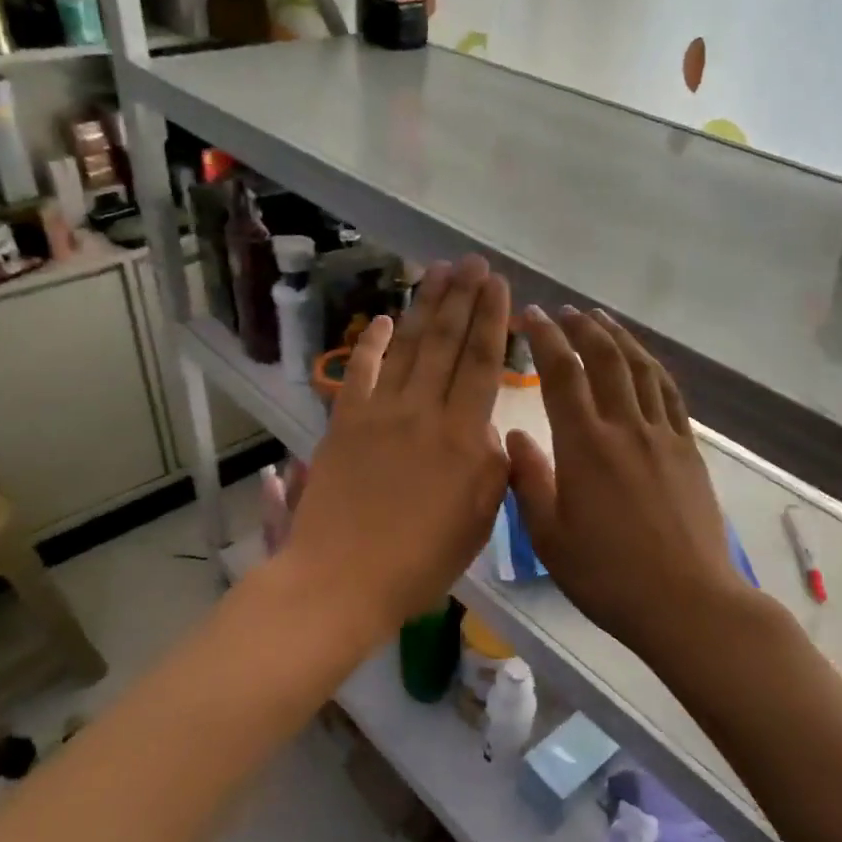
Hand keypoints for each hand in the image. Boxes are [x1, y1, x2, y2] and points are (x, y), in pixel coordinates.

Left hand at [281, 256, 511, 639]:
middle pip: (446, 342)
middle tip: (473, 262)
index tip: (499, 284)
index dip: (492, 319)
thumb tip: (489, 430)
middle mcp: (423, 412)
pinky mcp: (344, 422)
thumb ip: (492, 469)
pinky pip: (359, 371)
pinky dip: (369, 342)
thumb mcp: (477, 522)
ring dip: (423, 306)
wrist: (342, 579)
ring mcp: (379, 413)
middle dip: (462, 297)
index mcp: (464, 438)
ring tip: (437, 272)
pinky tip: (380, 318)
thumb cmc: (419, 562)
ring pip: (406, 347)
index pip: (482, 363)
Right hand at [507, 307, 766, 668]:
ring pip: (641, 369)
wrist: (685, 602)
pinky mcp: (688, 451)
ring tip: (602, 320)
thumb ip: (529, 480)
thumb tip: (515, 436)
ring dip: (619, 338)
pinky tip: (644, 362)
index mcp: (584, 446)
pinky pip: (670, 395)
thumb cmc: (607, 576)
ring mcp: (662, 436)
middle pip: (605, 359)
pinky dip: (653, 368)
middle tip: (565, 311)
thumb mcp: (549, 536)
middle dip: (582, 328)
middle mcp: (625, 427)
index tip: (532, 315)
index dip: (546, 337)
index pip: (562, 373)